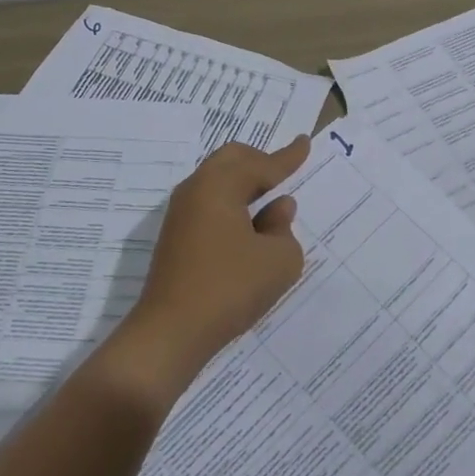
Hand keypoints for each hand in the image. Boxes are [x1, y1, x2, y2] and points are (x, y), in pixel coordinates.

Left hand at [108, 135, 311, 399]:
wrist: (171, 333)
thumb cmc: (230, 288)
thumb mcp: (278, 260)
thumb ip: (284, 228)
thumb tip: (278, 209)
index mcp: (219, 185)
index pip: (261, 164)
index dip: (287, 157)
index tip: (304, 142)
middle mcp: (195, 190)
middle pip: (231, 160)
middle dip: (260, 161)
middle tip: (284, 170)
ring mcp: (180, 215)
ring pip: (217, 181)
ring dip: (244, 185)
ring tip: (269, 199)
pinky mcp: (175, 238)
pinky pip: (210, 204)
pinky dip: (232, 204)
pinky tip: (247, 225)